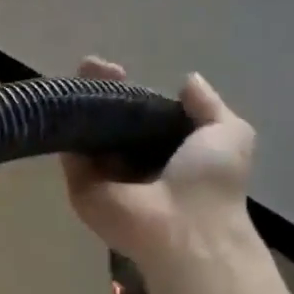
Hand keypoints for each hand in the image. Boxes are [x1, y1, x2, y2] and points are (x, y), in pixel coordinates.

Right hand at [61, 57, 256, 270]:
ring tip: (77, 75)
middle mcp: (132, 162)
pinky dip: (65, 125)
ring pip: (86, 131)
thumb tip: (189, 80)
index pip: (140, 114)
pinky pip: (68, 150)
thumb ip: (208, 106)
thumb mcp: (229, 134)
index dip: (130, 90)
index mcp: (166, 152)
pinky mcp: (79, 183)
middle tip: (91, 65)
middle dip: (99, 90)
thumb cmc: (210, 183)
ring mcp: (103, 174)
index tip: (120, 70)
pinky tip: (65, 98)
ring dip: (80, 102)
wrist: (183, 228)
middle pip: (109, 119)